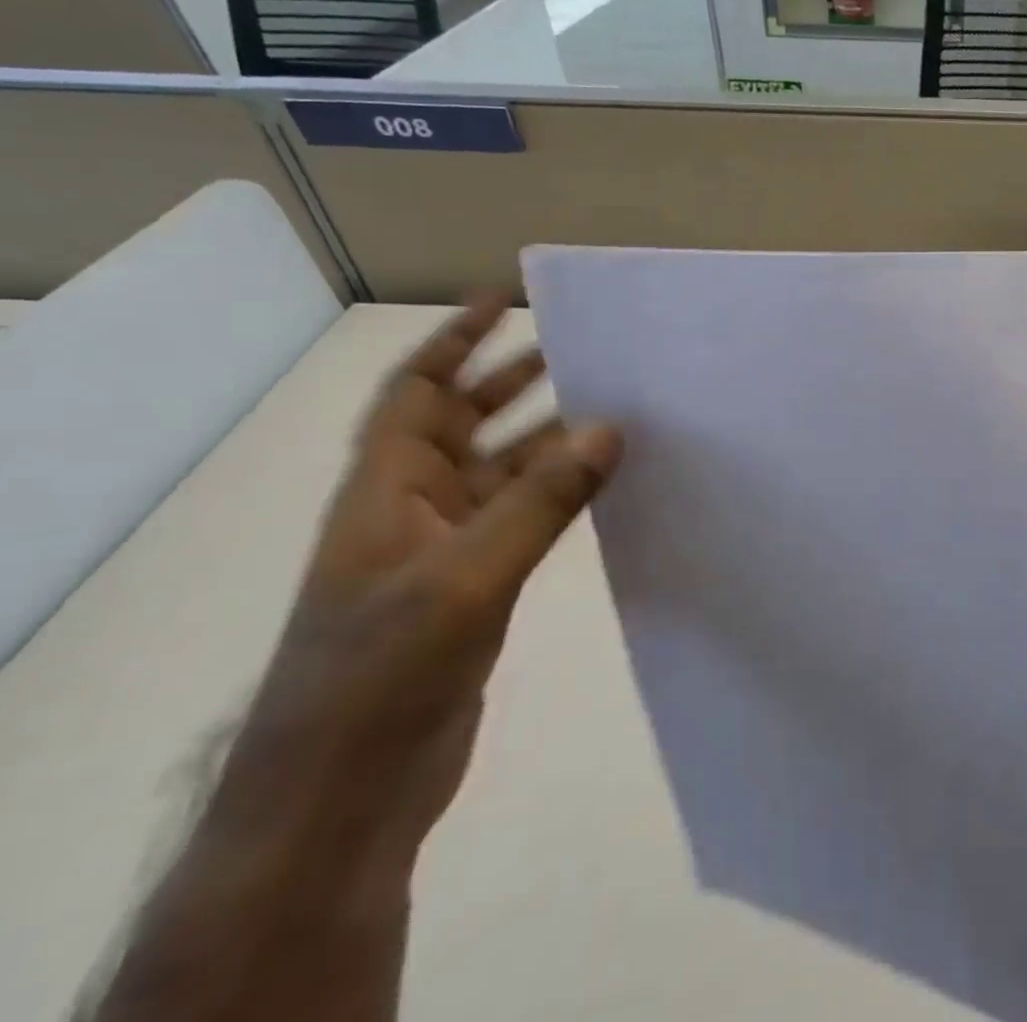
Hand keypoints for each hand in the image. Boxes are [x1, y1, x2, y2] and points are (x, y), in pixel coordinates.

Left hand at [225, 295, 622, 854]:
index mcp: (386, 490)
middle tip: (579, 346)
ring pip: (505, 470)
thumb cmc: (381, 674)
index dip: (457, 339)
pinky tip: (606, 483)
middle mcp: (414, 506)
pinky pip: (525, 516)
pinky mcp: (476, 586)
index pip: (417, 390)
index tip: (507, 298)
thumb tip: (609, 428)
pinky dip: (562, 492)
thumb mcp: (465, 578)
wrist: (342, 798)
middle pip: (464, 421)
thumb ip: (542, 500)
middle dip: (513, 379)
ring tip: (613, 408)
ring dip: (550, 438)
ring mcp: (446, 549)